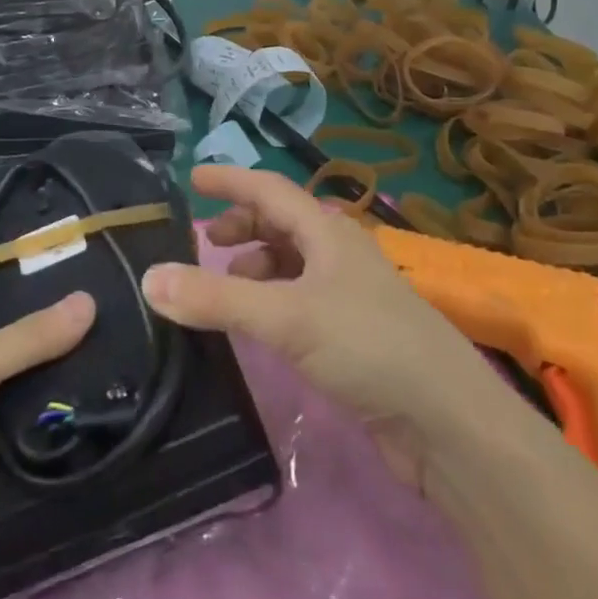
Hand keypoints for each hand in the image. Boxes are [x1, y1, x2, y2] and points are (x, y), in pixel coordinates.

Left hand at [0, 293, 96, 598]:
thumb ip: (25, 340)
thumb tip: (89, 301)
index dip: (29, 331)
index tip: (81, 318)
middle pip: (9, 391)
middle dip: (50, 380)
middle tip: (109, 359)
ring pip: (22, 436)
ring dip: (57, 427)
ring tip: (116, 400)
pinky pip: (28, 483)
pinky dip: (54, 473)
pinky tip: (98, 452)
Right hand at [142, 166, 515, 493]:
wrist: (447, 420)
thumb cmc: (368, 346)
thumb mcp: (286, 317)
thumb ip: (217, 299)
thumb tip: (150, 278)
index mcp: (327, 231)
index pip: (269, 189)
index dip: (230, 180)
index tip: (192, 178)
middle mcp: (338, 253)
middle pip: (281, 223)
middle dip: (241, 226)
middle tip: (204, 243)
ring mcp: (348, 294)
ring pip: (291, 263)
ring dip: (254, 266)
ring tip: (223, 288)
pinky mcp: (352, 334)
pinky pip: (298, 300)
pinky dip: (270, 301)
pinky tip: (256, 326)